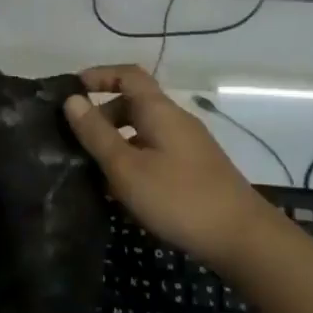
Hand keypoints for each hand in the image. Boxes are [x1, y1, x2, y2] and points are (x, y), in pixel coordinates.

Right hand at [62, 64, 278, 271]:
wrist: (241, 238)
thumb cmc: (178, 198)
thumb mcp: (126, 167)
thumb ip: (97, 133)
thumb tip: (72, 99)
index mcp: (160, 111)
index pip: (129, 75)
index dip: (99, 76)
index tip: (71, 91)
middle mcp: (176, 121)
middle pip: (135, 104)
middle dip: (103, 115)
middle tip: (76, 141)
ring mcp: (189, 146)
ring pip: (144, 132)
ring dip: (116, 142)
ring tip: (92, 169)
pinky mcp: (195, 170)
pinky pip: (155, 152)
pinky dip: (133, 160)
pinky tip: (122, 190)